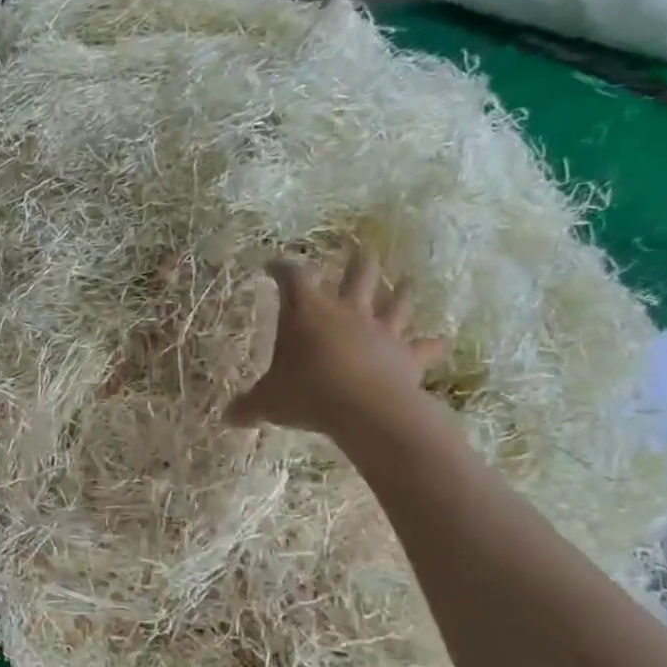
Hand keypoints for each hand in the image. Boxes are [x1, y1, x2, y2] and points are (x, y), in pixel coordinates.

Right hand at [226, 245, 446, 436]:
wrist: (364, 408)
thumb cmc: (308, 393)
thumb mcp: (269, 402)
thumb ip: (248, 406)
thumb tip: (226, 417)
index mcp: (307, 313)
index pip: (292, 277)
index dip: (281, 267)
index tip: (273, 265)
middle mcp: (346, 312)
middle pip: (357, 275)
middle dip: (357, 261)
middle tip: (361, 249)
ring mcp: (381, 330)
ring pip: (394, 302)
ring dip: (401, 292)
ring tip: (407, 283)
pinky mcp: (406, 355)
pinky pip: (424, 346)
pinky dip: (432, 345)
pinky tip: (441, 342)